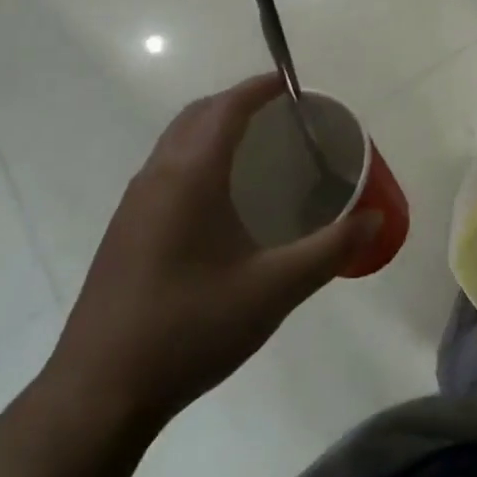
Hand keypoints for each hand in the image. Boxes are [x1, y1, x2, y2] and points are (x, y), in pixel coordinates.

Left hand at [41, 73, 382, 438]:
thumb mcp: (274, 289)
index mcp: (190, 176)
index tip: (293, 84)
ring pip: (176, 142)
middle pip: (198, 115)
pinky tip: (221, 201)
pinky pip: (166, 169)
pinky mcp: (125, 231)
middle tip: (282, 117)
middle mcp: (156, 176)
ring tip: (257, 150)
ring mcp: (134, 204)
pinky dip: (197, 157)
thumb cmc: (191, 328)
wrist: (100, 392)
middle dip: (238, 102)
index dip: (260, 87)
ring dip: (214, 129)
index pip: (227, 107)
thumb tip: (375, 219)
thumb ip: (330, 250)